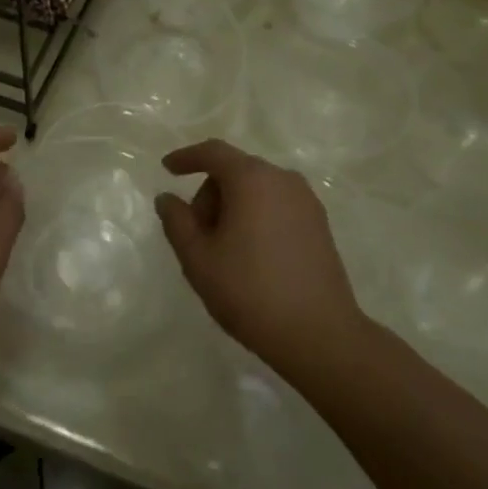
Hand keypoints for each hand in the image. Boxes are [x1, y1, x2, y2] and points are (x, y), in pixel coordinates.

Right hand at [154, 139, 364, 377]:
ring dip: (233, 208)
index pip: (213, 153)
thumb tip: (167, 199)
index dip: (187, 157)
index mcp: (252, 179)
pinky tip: (250, 256)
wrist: (319, 335)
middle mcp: (283, 180)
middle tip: (196, 235)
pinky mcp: (320, 225)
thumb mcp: (198, 259)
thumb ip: (177, 221)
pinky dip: (256, 217)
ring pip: (257, 190)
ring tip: (223, 251)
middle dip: (209, 195)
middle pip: (235, 171)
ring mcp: (307, 202)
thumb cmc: (250, 291)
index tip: (167, 169)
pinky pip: (277, 206)